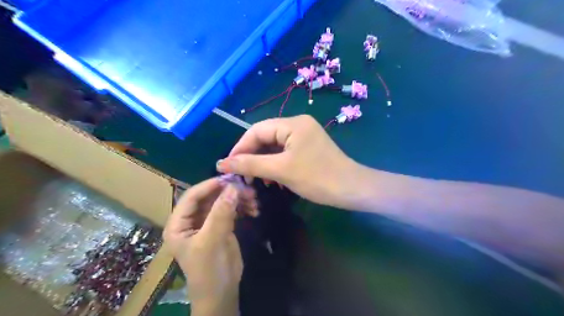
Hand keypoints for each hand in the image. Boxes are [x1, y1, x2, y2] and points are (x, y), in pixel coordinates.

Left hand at [163, 179, 242, 313]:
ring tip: (254, 200)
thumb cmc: (208, 270)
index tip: (230, 179)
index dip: (210, 185)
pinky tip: (254, 209)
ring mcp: (208, 222)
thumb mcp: (211, 241)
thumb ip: (221, 214)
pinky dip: (243, 207)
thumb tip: (233, 187)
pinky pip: (232, 210)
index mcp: (179, 223)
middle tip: (248, 190)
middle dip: (229, 192)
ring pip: (222, 202)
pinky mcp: (222, 225)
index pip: (192, 196)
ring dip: (239, 199)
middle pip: (210, 197)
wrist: (222, 292)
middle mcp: (192, 220)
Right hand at [216, 115, 356, 208]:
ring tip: (255, 180)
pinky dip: (275, 165)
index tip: (228, 166)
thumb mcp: (281, 170)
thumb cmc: (318, 178)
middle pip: (265, 137)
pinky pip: (284, 153)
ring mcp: (304, 136)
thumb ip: (250, 164)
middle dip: (251, 156)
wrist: (352, 190)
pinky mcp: (308, 148)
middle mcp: (298, 125)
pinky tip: (271, 179)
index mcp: (292, 124)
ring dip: (262, 162)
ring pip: (274, 147)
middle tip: (241, 175)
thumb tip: (222, 162)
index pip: (256, 130)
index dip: (240, 147)